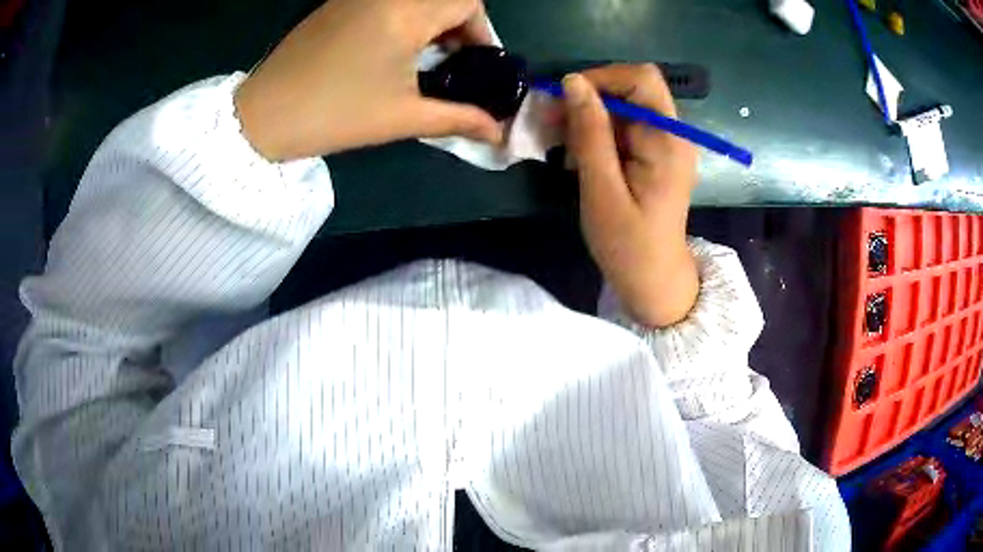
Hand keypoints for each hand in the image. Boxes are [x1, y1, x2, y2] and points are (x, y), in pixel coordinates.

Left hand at [234, 0, 503, 160]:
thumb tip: (498, 133)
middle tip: (454, 62)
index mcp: (405, 13)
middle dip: (459, 25)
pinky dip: (403, 16)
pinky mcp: (337, 4)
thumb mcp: (402, 117)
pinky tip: (391, 48)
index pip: (467, 2)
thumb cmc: (335, 115)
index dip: (482, 32)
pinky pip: (386, 0)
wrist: (262, 116)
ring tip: (425, 59)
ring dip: (431, 20)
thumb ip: (458, 119)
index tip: (477, 64)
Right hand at [562, 65, 698, 327]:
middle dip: (589, 97)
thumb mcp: (601, 189)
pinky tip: (576, 156)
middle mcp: (672, 134)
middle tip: (550, 119)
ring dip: (588, 117)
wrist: (653, 281)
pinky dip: (597, 134)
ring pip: (623, 107)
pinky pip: (623, 129)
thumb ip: (590, 133)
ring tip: (557, 141)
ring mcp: (665, 144)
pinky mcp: (654, 156)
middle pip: (631, 89)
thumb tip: (573, 81)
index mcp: (667, 140)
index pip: (640, 79)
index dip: (602, 77)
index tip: (565, 99)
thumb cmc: (628, 245)